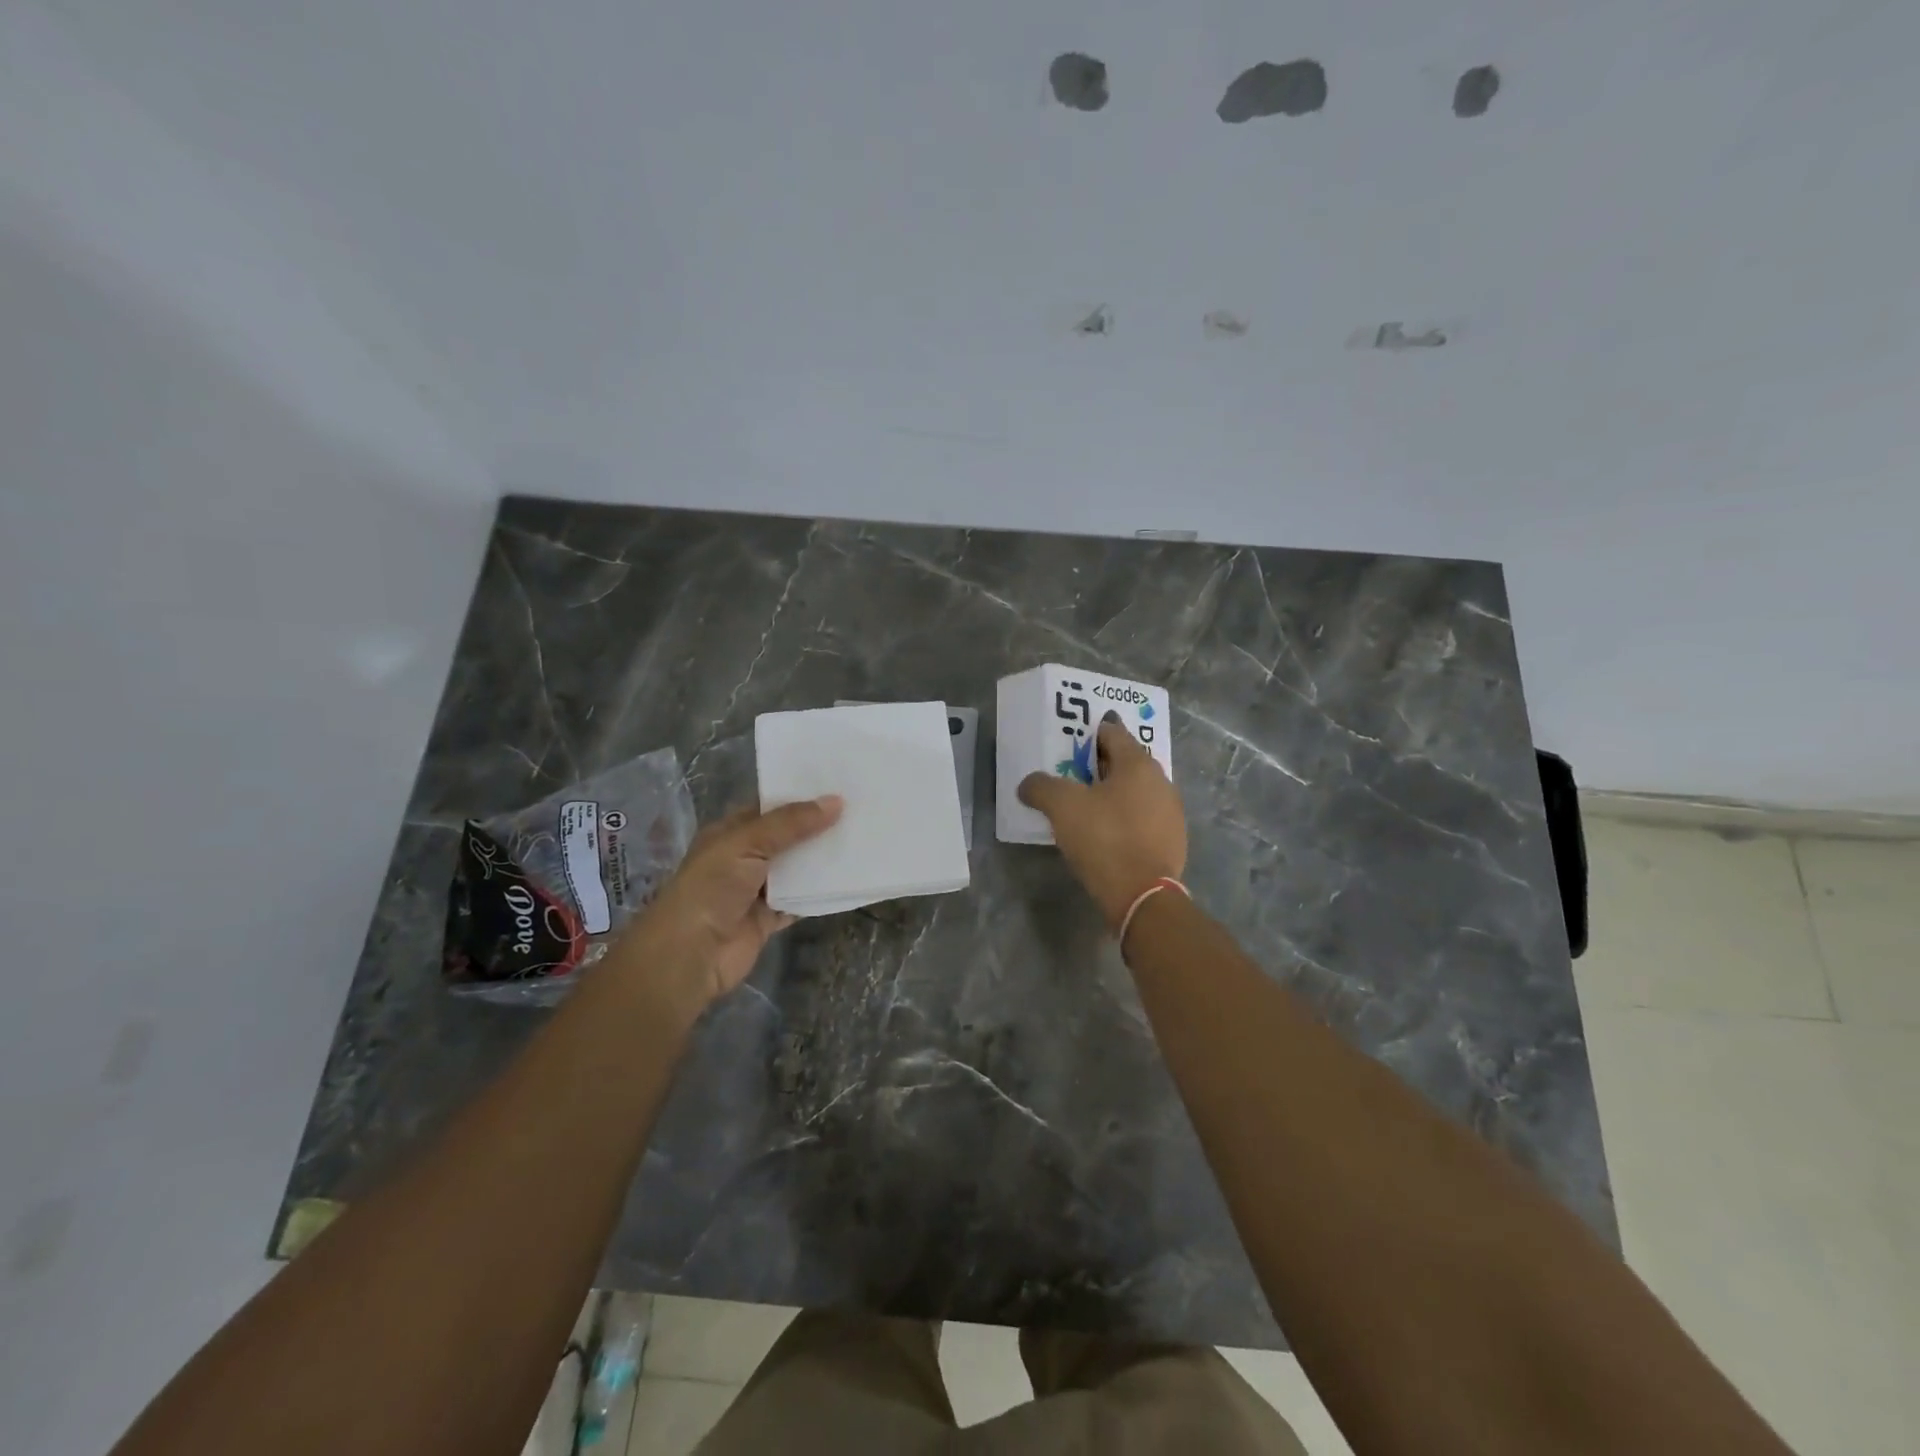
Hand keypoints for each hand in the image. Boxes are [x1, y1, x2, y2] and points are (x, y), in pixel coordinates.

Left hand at [616, 796, 842, 1012]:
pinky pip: (800, 901)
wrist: (690, 954)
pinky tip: (848, 880)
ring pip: (796, 869)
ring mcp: (756, 890)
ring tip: (862, 840)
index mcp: (730, 833)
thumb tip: (836, 801)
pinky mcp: (768, 919)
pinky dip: (819, 894)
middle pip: (787, 838)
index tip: (837, 786)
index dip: (799, 797)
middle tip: (860, 811)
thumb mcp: (748, 843)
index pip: (769, 808)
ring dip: (822, 860)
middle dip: (817, 827)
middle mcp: (743, 858)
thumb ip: (791, 823)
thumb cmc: (711, 887)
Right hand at [1018, 715, 1186, 927]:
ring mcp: (1171, 812)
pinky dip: (1126, 817)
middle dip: (1099, 764)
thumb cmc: (1104, 839)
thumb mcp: (1062, 808)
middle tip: (1072, 775)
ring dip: (1113, 792)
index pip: (1113, 733)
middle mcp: (1161, 781)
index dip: (1089, 734)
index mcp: (1138, 764)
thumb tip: (1029, 784)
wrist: (1143, 896)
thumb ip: (1041, 787)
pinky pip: (1144, 817)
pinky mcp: (1172, 840)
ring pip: (1136, 791)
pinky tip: (1107, 833)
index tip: (1069, 743)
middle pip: (1126, 762)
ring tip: (1086, 806)